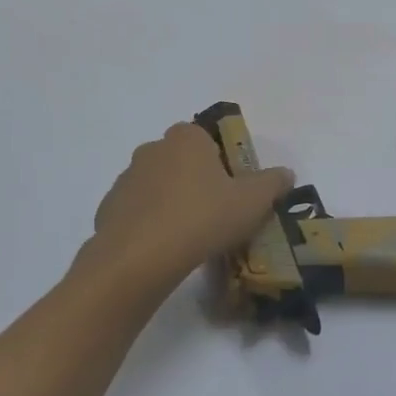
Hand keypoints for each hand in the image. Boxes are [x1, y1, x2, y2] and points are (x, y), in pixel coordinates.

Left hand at [85, 121, 294, 286]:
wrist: (139, 258)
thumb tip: (286, 173)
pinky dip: (151, 225)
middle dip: (197, 182)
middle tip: (216, 214)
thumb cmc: (202, 218)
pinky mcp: (109, 208)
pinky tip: (164, 250)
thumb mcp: (252, 202)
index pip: (208, 139)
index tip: (233, 191)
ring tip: (190, 238)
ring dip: (172, 203)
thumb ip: (272, 183)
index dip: (223, 163)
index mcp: (186, 138)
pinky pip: (138, 212)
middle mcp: (152, 149)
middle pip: (182, 161)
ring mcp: (126, 178)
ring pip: (158, 187)